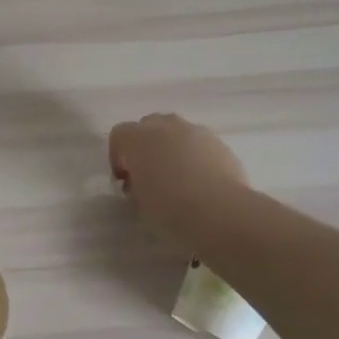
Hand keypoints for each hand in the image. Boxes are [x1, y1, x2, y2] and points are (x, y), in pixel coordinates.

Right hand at [108, 112, 249, 251]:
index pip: (119, 135)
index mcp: (138, 138)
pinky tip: (201, 182)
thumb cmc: (170, 208)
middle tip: (149, 175)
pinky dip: (196, 157)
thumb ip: (136, 185)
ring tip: (178, 179)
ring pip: (177, 132)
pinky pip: (200, 144)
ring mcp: (196, 132)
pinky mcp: (220, 144)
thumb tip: (141, 182)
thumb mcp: (139, 201)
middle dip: (146, 146)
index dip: (118, 157)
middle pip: (149, 126)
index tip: (124, 180)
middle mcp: (166, 126)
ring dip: (172, 149)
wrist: (220, 212)